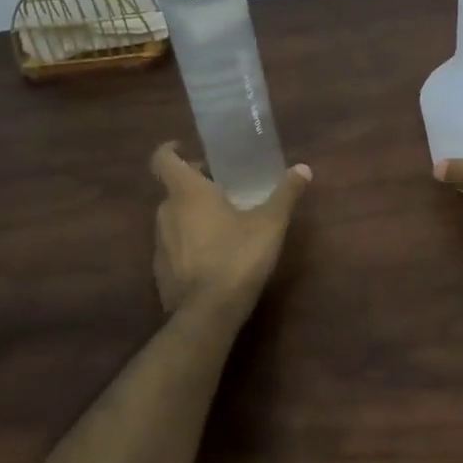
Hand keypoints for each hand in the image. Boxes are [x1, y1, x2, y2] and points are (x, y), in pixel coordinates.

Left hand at [150, 142, 311, 311]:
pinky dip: (188, 242)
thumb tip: (303, 168)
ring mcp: (160, 243)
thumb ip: (285, 194)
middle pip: (173, 188)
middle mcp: (166, 212)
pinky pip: (173, 245)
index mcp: (187, 193)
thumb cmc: (237, 257)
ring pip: (173, 217)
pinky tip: (213, 254)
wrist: (207, 314)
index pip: (162, 159)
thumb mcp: (270, 224)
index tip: (186, 148)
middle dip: (195, 184)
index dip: (170, 149)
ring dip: (192, 213)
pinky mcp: (160, 271)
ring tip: (222, 220)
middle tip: (222, 185)